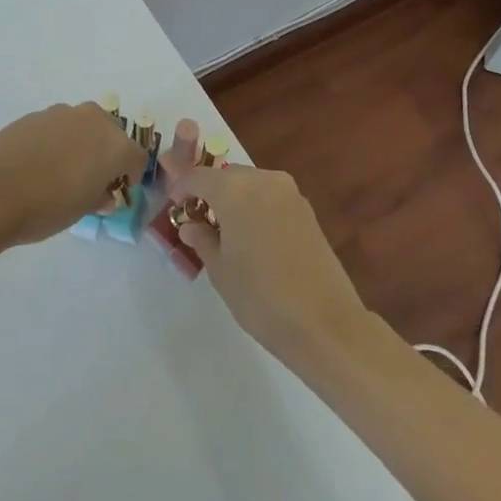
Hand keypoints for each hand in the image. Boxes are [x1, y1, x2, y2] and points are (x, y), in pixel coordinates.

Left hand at [0, 102, 147, 245]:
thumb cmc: (48, 206)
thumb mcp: (82, 210)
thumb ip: (99, 195)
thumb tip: (102, 192)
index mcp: (114, 144)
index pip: (136, 157)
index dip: (130, 175)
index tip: (117, 190)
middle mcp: (92, 120)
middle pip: (111, 133)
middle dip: (106, 153)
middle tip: (91, 179)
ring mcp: (61, 113)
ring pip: (82, 126)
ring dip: (80, 143)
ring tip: (62, 170)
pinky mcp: (35, 114)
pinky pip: (56, 126)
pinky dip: (56, 140)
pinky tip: (39, 162)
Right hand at [171, 165, 368, 359]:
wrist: (326, 324)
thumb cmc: (261, 297)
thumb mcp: (220, 270)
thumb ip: (201, 239)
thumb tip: (191, 225)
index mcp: (234, 189)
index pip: (198, 176)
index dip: (182, 189)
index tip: (175, 208)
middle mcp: (262, 180)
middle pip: (226, 176)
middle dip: (210, 193)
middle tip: (199, 221)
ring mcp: (289, 193)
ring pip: (251, 184)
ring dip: (234, 199)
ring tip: (226, 231)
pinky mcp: (307, 211)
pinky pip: (271, 197)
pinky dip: (256, 208)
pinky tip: (253, 238)